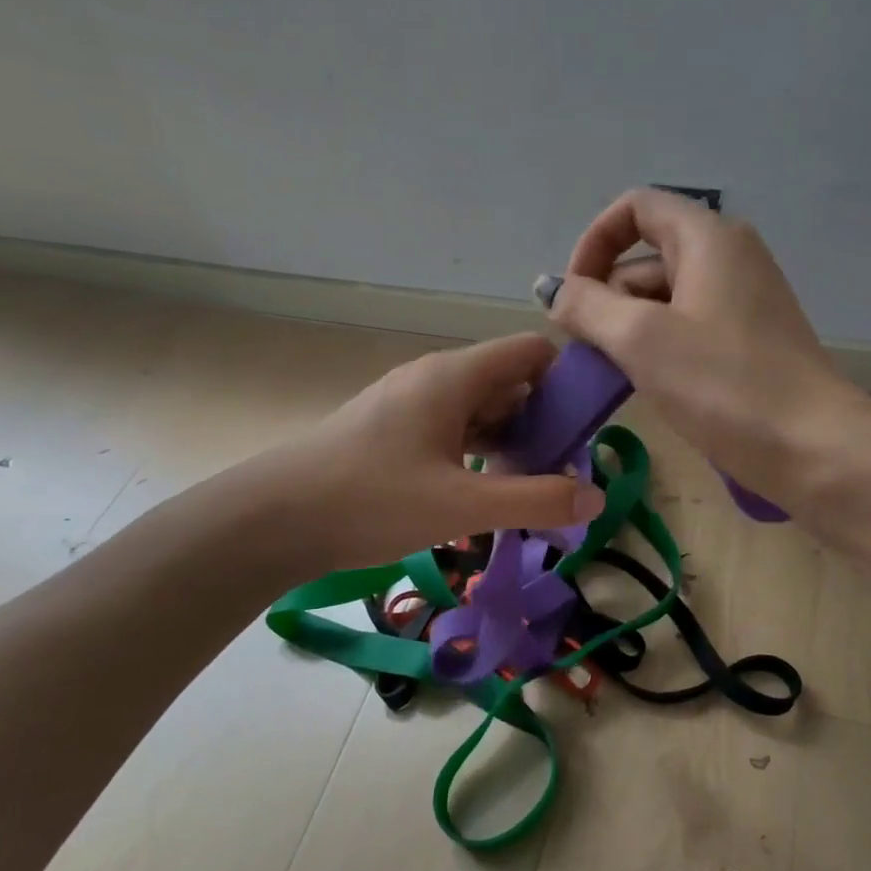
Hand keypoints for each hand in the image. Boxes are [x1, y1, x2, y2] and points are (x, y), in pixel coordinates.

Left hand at [251, 334, 604, 575]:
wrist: (275, 518)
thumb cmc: (372, 500)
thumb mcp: (463, 507)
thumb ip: (535, 500)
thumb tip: (596, 497)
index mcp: (455, 376)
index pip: (531, 352)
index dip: (566, 381)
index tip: (585, 430)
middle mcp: (434, 378)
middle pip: (508, 382)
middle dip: (541, 422)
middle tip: (559, 474)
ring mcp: (409, 402)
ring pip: (479, 409)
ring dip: (508, 442)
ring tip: (525, 489)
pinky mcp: (391, 429)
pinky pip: (451, 428)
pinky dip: (475, 452)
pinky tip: (478, 493)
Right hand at [544, 189, 856, 497]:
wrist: (814, 449)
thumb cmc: (724, 384)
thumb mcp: (641, 340)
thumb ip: (587, 306)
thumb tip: (553, 290)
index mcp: (709, 238)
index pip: (636, 209)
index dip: (594, 242)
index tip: (574, 295)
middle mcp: (729, 257)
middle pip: (648, 257)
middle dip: (606, 296)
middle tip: (585, 351)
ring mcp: (743, 301)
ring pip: (665, 298)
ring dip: (628, 328)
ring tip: (610, 375)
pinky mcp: (749, 341)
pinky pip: (688, 328)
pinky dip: (658, 347)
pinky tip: (645, 385)